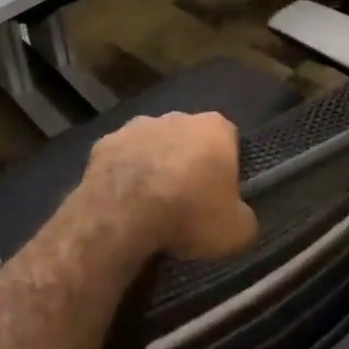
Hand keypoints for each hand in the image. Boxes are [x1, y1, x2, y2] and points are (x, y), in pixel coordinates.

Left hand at [77, 113, 258, 262]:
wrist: (123, 215)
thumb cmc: (189, 214)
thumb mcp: (237, 231)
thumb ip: (244, 217)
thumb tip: (240, 217)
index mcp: (214, 128)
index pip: (229, 140)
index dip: (227, 167)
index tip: (221, 194)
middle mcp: (176, 117)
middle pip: (189, 139)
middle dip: (189, 162)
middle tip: (187, 201)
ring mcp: (136, 126)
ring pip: (153, 145)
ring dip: (155, 165)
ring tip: (151, 204)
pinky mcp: (104, 142)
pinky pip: (122, 158)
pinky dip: (124, 174)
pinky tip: (124, 202)